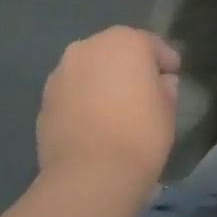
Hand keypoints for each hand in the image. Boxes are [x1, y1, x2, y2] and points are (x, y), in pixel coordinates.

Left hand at [36, 26, 180, 194]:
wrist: (90, 176)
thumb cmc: (140, 134)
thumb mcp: (168, 109)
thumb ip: (165, 88)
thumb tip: (160, 83)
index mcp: (125, 40)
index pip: (151, 45)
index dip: (164, 62)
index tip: (172, 77)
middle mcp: (89, 47)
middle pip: (115, 51)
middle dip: (128, 66)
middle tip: (142, 91)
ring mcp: (62, 73)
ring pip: (89, 70)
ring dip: (101, 81)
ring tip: (113, 108)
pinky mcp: (44, 100)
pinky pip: (72, 93)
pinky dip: (82, 100)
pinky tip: (92, 123)